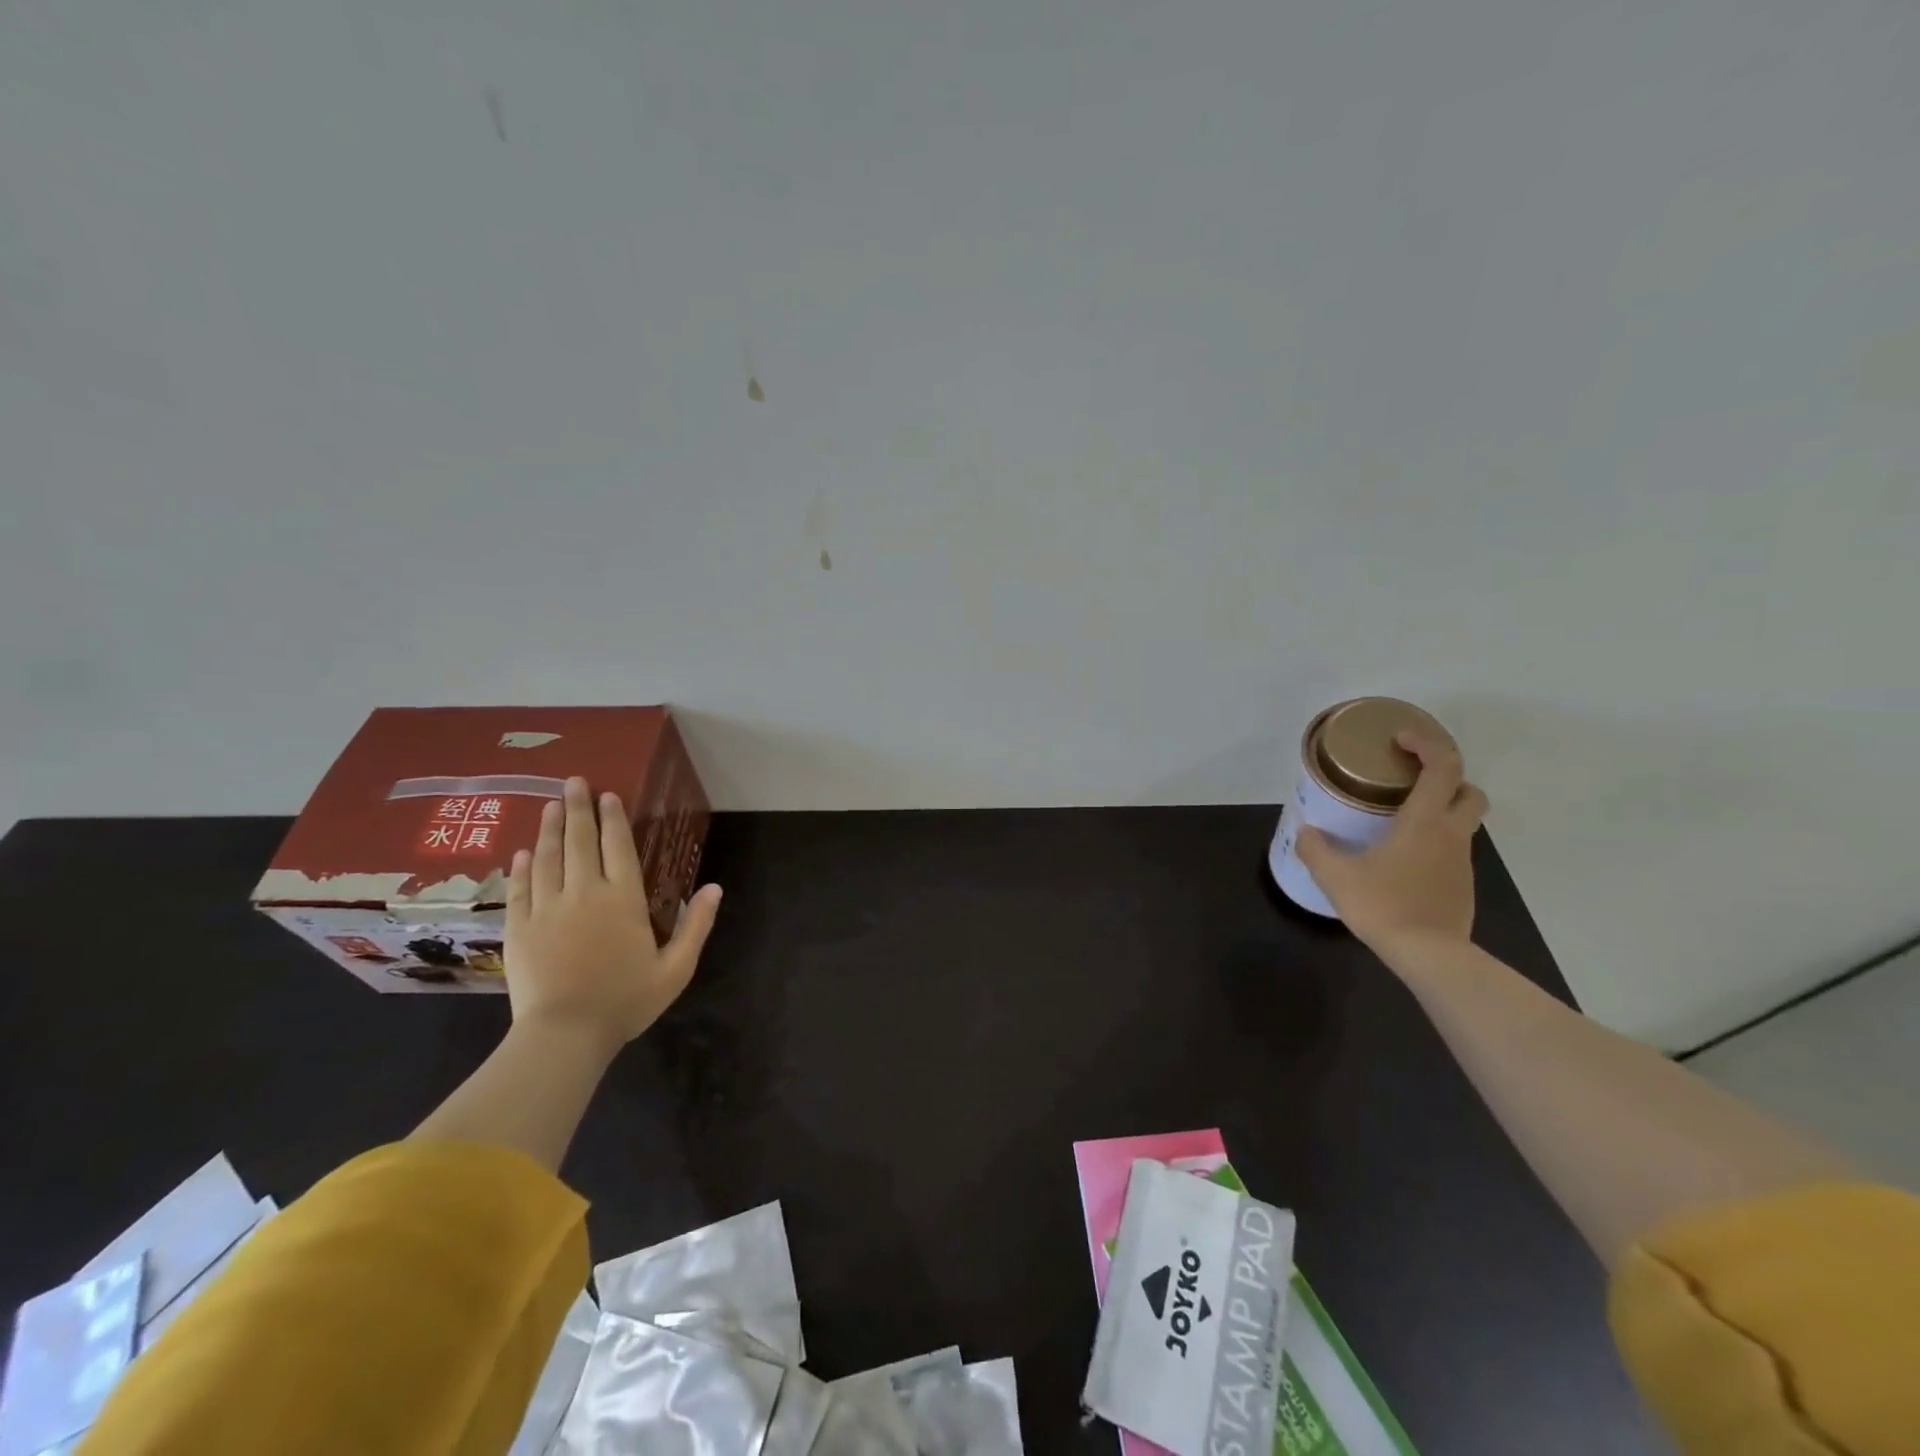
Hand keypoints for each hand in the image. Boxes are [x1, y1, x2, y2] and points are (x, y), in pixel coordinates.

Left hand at [504, 777, 722, 1054]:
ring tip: (551, 805)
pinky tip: (523, 852)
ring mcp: (547, 908)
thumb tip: (714, 888)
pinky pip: (521, 888)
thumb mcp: (677, 968)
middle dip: (578, 808)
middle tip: (573, 781)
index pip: (618, 847)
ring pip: (547, 858)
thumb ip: (697, 925)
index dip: (614, 819)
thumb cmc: (626, 1001)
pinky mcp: (519, 928)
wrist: (565, 1035)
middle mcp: (584, 893)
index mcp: (623, 899)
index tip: (608, 794)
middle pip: (580, 841)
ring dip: (550, 828)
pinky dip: (522, 867)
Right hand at [1296, 732, 1488, 969]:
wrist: (1430, 956)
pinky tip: (1402, 860)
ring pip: (1462, 821)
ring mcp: (1462, 861)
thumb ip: (1316, 850)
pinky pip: (1451, 851)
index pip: (1443, 766)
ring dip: (1439, 810)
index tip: (1400, 740)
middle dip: (1446, 776)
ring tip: (1399, 821)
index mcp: (1424, 821)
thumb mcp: (1336, 876)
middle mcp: (1450, 834)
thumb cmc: (1384, 906)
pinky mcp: (1462, 885)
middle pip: (1469, 790)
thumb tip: (1305, 832)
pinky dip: (1433, 843)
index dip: (1427, 744)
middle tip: (1410, 779)